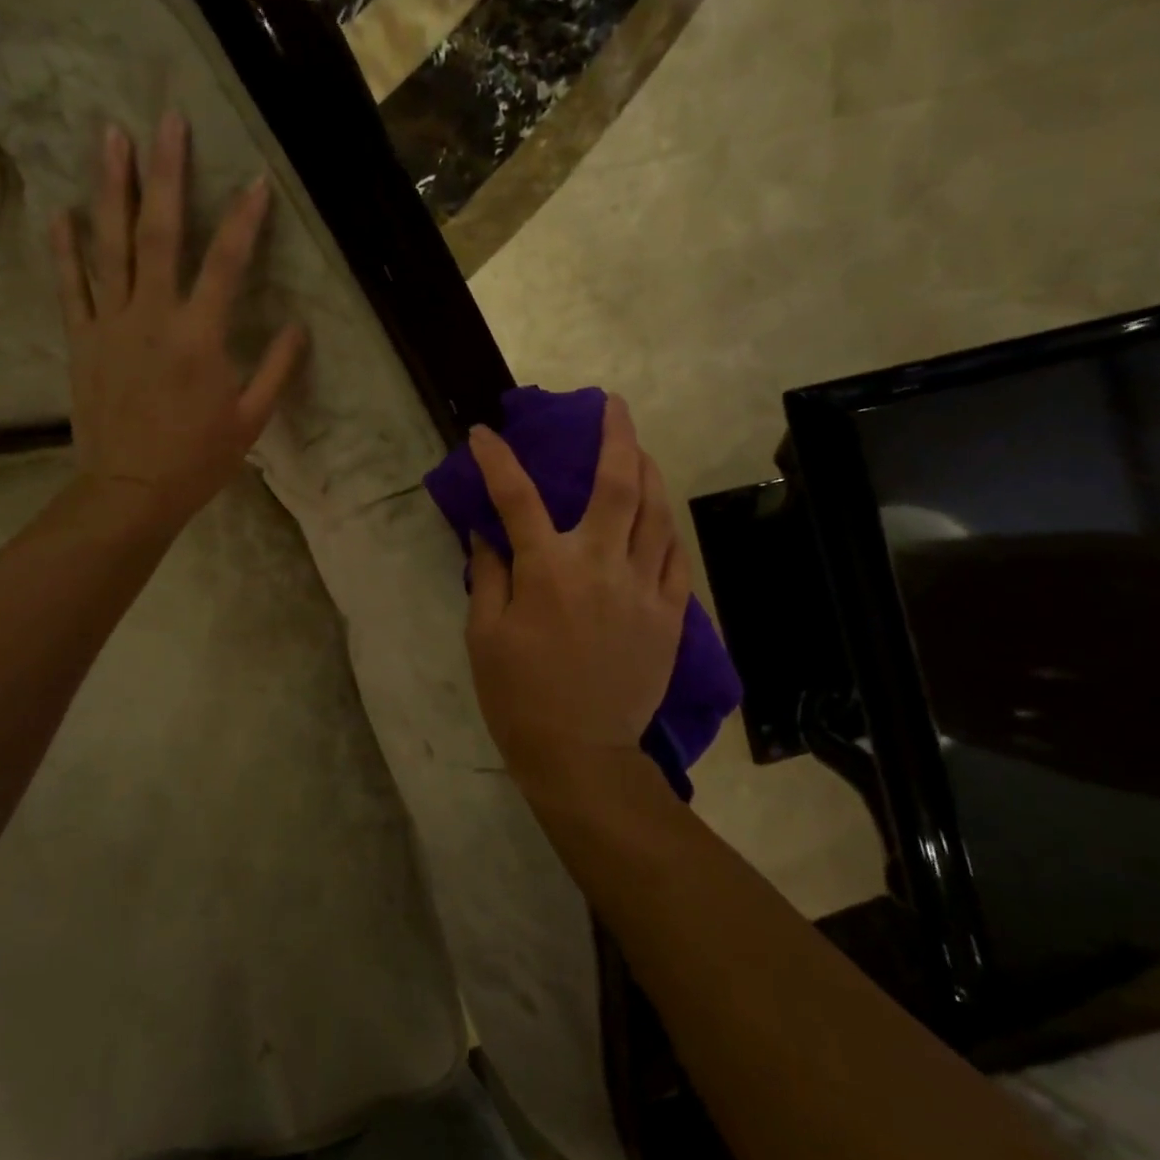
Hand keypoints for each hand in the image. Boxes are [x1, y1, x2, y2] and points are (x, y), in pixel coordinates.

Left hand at [55, 112, 307, 528]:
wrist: (130, 491)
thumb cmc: (198, 460)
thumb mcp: (251, 420)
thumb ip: (276, 369)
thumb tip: (301, 325)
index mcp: (200, 337)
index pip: (227, 264)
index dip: (245, 219)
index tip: (257, 179)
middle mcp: (153, 317)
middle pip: (161, 233)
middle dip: (167, 173)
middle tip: (168, 120)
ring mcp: (111, 325)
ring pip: (111, 246)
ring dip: (112, 189)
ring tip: (112, 137)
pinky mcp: (83, 341)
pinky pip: (71, 288)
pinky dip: (66, 250)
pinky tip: (61, 212)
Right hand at [465, 396, 690, 790]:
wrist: (582, 753)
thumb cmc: (520, 695)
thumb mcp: (484, 635)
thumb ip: (489, 575)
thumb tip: (487, 533)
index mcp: (548, 570)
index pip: (517, 497)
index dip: (499, 460)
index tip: (485, 434)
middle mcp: (600, 565)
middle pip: (616, 485)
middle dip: (615, 436)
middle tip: (614, 405)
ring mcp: (643, 587)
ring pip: (656, 512)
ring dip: (649, 471)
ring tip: (641, 449)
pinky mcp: (668, 613)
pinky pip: (675, 557)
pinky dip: (666, 527)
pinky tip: (660, 513)